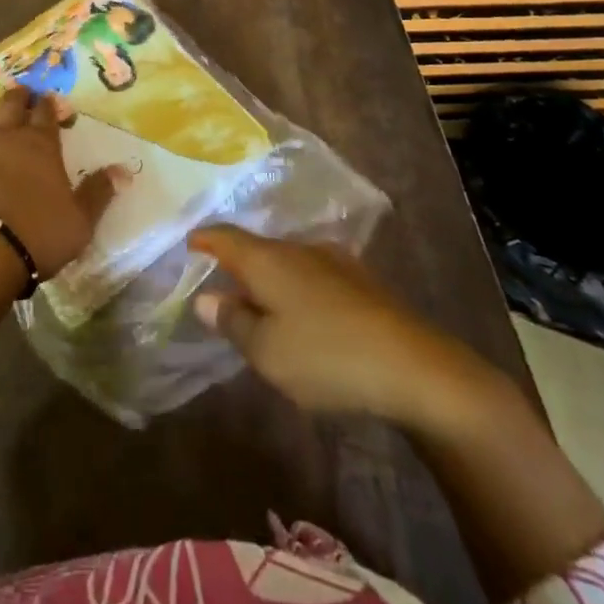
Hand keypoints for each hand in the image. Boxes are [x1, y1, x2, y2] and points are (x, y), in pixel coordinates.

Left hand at [0, 87, 116, 278]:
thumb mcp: (80, 221)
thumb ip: (100, 192)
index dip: (50, 108)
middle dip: (18, 99)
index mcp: (40, 144)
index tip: (51, 106)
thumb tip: (124, 171)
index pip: (47, 115)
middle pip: (12, 105)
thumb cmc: (36, 235)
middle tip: (21, 99)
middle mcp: (3, 134)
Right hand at [190, 226, 500, 432]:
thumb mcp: (267, 351)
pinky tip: (304, 316)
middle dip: (237, 264)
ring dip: (270, 279)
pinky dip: (297, 290)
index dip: (204, 239)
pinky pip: (313, 276)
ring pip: (288, 262)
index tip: (188, 243)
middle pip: (257, 248)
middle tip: (221, 286)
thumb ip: (232, 322)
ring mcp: (334, 262)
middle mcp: (298, 248)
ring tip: (261, 305)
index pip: (225, 236)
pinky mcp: (361, 282)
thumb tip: (205, 298)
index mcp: (268, 259)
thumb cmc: (326, 356)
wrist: (415, 368)